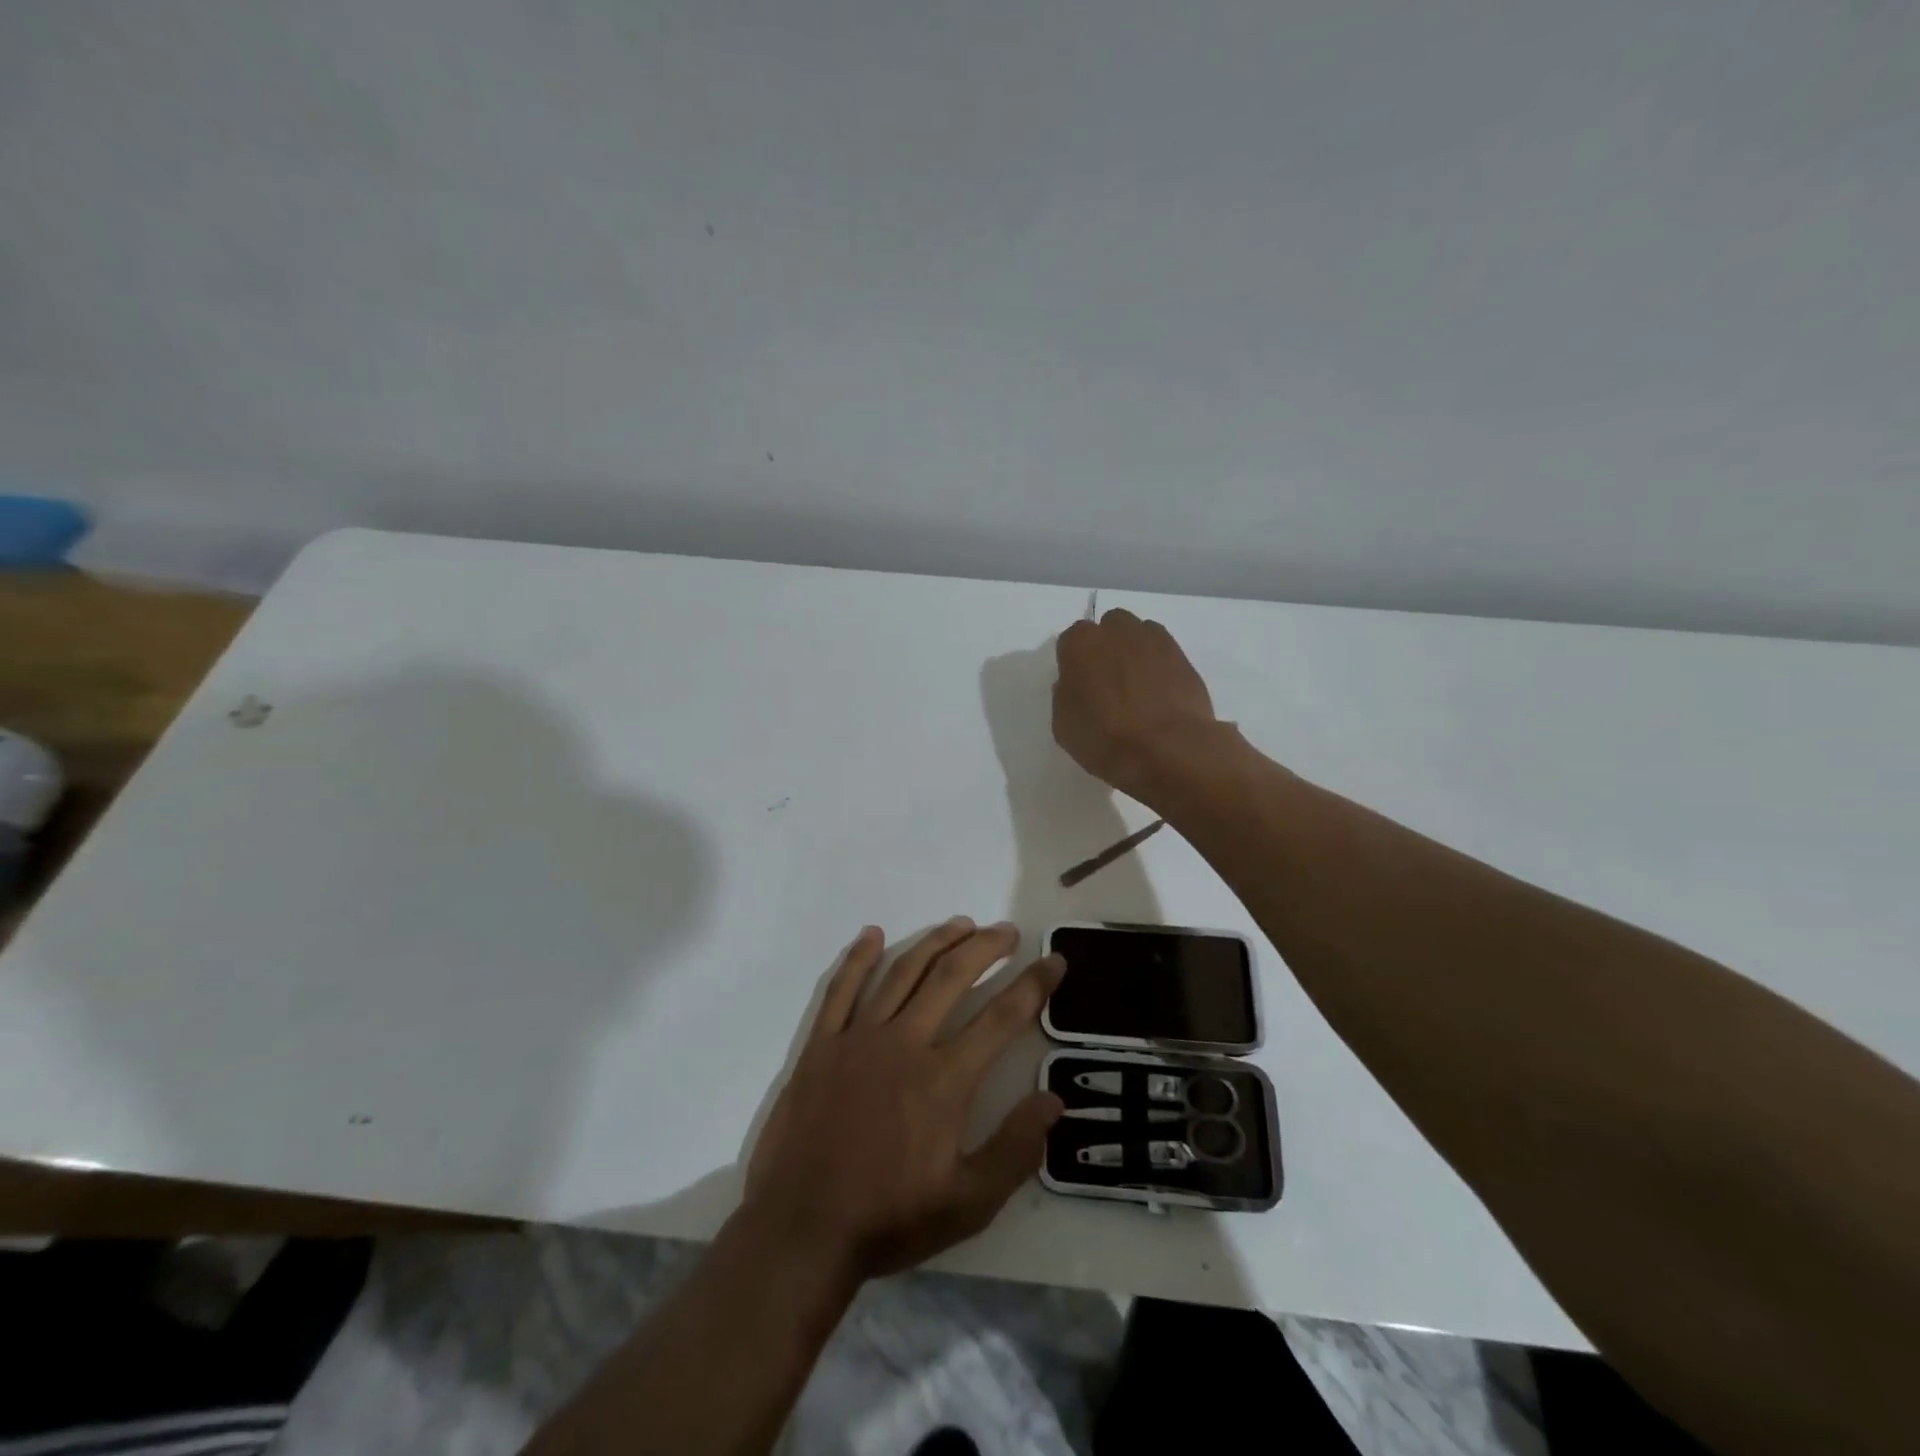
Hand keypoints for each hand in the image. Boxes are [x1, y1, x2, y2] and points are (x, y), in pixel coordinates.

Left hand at [743, 920, 1065, 1280]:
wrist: (801, 1230)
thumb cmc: (888, 1218)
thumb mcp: (967, 1204)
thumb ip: (1014, 1150)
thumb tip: (1053, 1100)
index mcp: (944, 1080)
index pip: (1001, 1018)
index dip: (1032, 985)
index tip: (1053, 961)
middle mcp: (904, 1043)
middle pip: (952, 977)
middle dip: (986, 947)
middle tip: (1007, 931)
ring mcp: (858, 1038)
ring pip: (903, 972)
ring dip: (935, 942)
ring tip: (961, 924)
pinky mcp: (821, 1044)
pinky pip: (840, 989)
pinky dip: (858, 957)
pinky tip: (872, 934)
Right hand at [1054, 608, 1223, 802]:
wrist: (1167, 750)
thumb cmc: (1105, 739)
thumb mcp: (1063, 724)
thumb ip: (1066, 694)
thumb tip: (1076, 685)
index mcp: (1081, 643)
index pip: (1071, 641)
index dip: (1074, 663)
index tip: (1079, 685)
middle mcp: (1117, 631)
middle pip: (1109, 628)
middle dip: (1108, 647)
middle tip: (1108, 681)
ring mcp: (1154, 640)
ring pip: (1140, 635)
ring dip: (1135, 652)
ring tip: (1137, 687)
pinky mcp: (1183, 656)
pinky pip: (1164, 652)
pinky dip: (1160, 666)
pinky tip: (1159, 693)